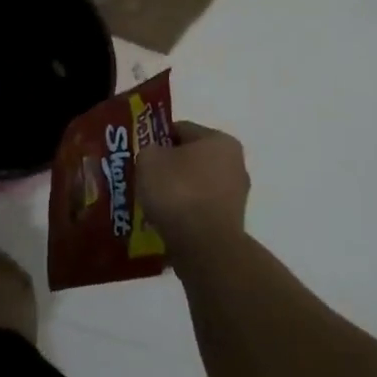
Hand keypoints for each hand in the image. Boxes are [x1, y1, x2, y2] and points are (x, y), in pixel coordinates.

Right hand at [136, 121, 249, 262]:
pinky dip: (185, 213)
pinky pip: (201, 210)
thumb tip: (155, 157)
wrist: (204, 247)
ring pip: (196, 186)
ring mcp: (236, 195)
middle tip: (144, 179)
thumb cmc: (177, 192)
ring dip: (176, 192)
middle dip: (168, 167)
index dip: (156, 139)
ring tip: (152, 204)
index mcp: (219, 140)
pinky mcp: (232, 223)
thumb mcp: (148, 159)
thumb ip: (149, 150)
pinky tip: (166, 222)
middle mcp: (235, 163)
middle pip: (191, 158)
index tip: (140, 154)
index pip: (180, 129)